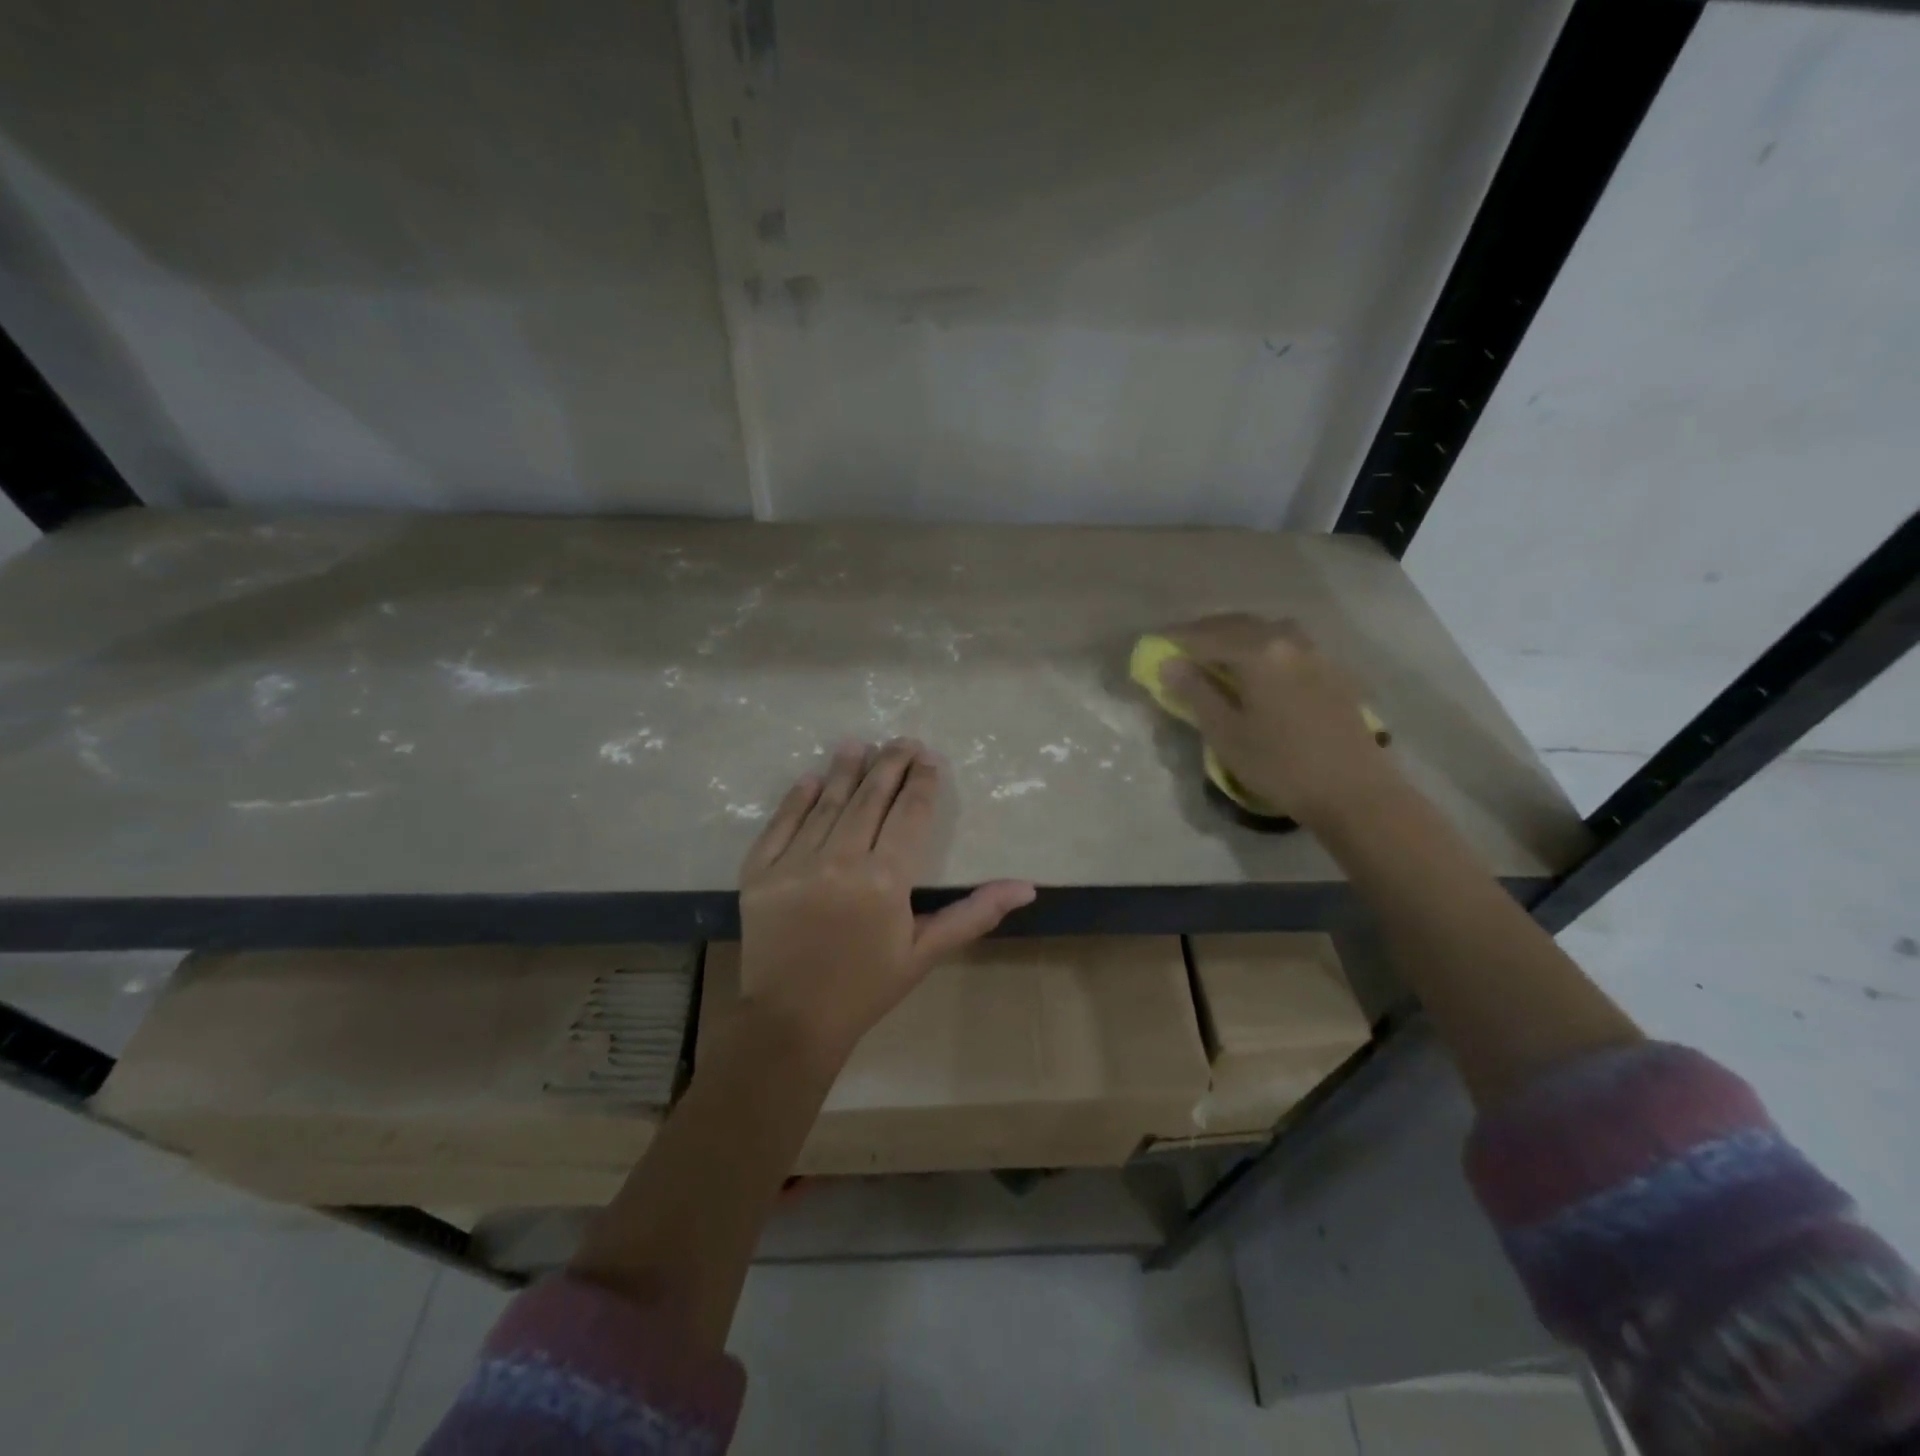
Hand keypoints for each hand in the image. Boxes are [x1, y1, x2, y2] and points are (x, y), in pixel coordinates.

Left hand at [736, 738, 1035, 1066]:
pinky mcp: (759, 872)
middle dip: (889, 764)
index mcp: (884, 880)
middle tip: (901, 740)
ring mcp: (794, 864)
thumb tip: (1026, 887)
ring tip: (858, 745)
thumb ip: (973, 913)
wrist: (791, 1022)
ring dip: (844, 771)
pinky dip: (795, 799)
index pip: (909, 814)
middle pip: (869, 799)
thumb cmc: (866, 987)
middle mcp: (839, 861)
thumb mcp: (924, 953)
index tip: (928, 758)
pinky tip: (810, 779)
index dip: (921, 782)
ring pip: (826, 804)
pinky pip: (780, 825)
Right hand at [1158, 615, 1394, 828]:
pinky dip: (1261, 647)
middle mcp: (1287, 640)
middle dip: (1204, 633)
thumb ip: (1196, 692)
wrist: (1355, 791)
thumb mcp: (1226, 733)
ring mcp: (1314, 652)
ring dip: (1234, 637)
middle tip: (1179, 648)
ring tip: (1215, 655)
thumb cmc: (1281, 765)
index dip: (1176, 640)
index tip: (1153, 644)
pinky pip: (1286, 645)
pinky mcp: (1331, 670)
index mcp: (1258, 651)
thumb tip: (1169, 664)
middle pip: (1236, 625)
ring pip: (1264, 631)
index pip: (1205, 635)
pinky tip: (1255, 668)